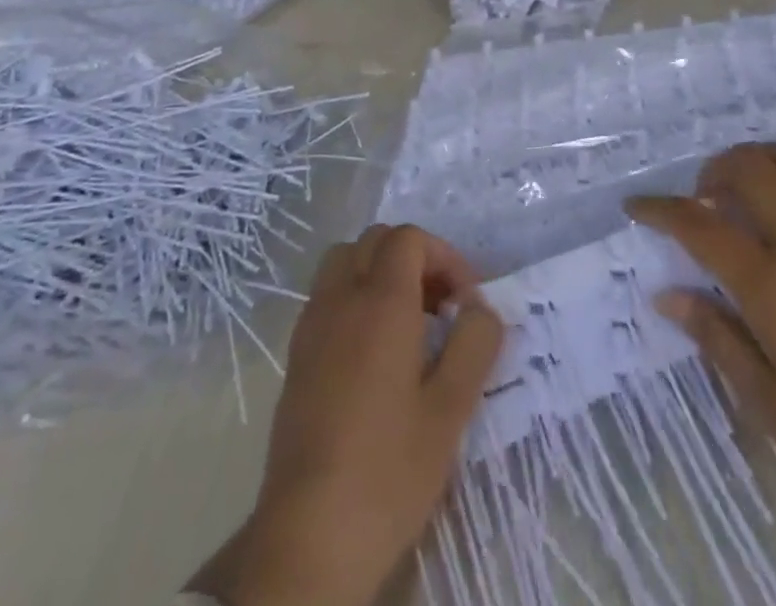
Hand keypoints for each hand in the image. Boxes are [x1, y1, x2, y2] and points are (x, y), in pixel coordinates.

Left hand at [190, 225, 502, 605]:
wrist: (308, 537)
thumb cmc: (388, 470)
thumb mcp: (451, 409)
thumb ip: (474, 343)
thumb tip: (479, 307)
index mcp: (381, 302)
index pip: (409, 239)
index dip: (444, 257)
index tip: (466, 304)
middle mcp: (341, 299)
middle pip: (375, 241)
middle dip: (414, 259)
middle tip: (440, 307)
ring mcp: (312, 326)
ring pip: (345, 262)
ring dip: (379, 273)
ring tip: (407, 323)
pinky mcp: (296, 357)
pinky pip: (327, 297)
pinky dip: (353, 299)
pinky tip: (373, 354)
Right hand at [626, 136, 775, 542]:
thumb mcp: (766, 400)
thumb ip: (715, 336)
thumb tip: (665, 294)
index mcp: (770, 287)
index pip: (701, 228)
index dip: (662, 211)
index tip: (637, 206)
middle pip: (751, 172)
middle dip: (715, 169)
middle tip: (703, 196)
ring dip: (763, 156)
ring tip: (747, 178)